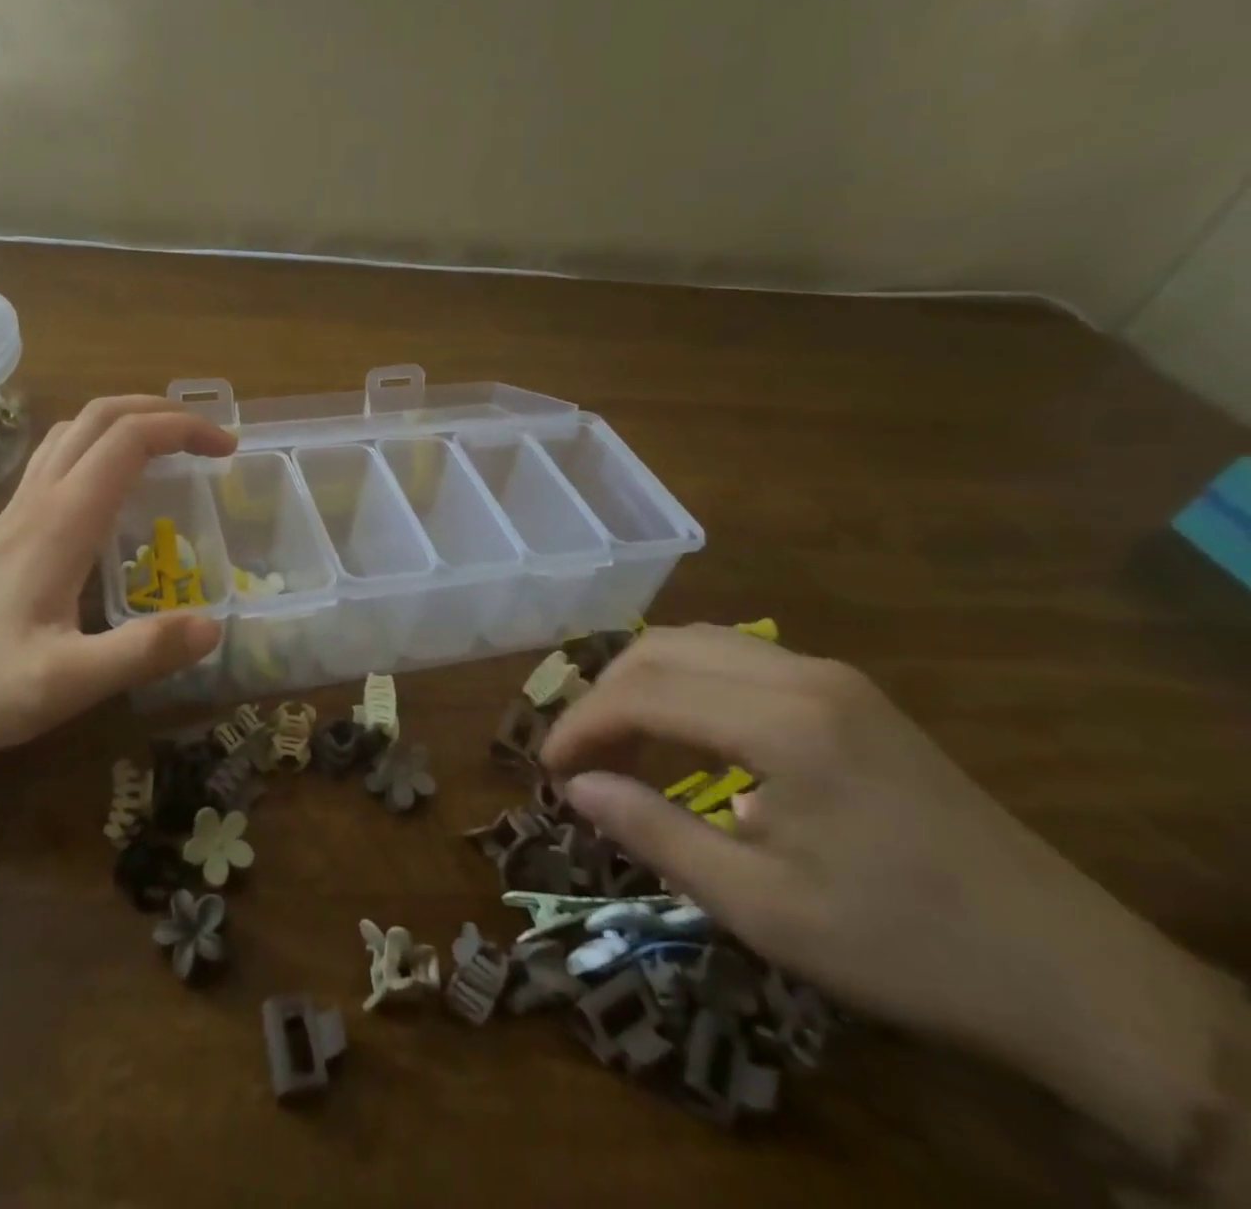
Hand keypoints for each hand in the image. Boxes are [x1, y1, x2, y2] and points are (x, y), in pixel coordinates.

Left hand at [0, 396, 234, 760]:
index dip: (183, 430)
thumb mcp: (63, 684)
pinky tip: (110, 490)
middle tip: (207, 438)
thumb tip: (214, 626)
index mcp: (59, 522)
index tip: (227, 449)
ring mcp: (14, 513)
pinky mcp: (3, 531)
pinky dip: (98, 448)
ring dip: (126, 422)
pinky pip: (56, 462)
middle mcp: (37, 502)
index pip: (128, 441)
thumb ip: (139, 653)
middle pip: (99, 418)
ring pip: (72, 433)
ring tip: (167, 449)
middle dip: (160, 412)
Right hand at [539, 624, 1235, 1160]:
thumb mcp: (760, 907)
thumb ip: (654, 833)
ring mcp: (830, 676)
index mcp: (783, 723)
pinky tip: (678, 729)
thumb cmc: (901, 945)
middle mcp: (802, 674)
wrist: (1066, 971)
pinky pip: (736, 659)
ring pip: (698, 642)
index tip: (547, 767)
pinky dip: (684, 681)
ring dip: (641, 681)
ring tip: (616, 740)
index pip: (644, 691)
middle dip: (604, 695)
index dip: (582, 724)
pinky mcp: (848, 692)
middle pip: (663, 648)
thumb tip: (575, 788)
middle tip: (578, 756)